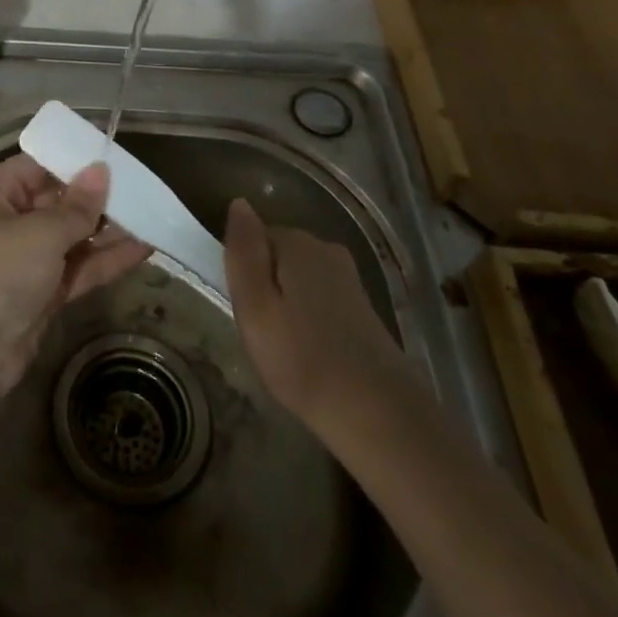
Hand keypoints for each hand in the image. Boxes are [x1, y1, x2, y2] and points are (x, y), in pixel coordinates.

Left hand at [0, 155, 152, 401]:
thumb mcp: (40, 233)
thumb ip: (77, 206)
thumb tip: (101, 170)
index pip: (38, 166)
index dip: (75, 162)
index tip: (117, 158)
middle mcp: (7, 220)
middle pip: (58, 201)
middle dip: (98, 197)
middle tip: (144, 189)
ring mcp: (25, 259)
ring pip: (73, 236)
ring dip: (109, 230)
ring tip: (153, 217)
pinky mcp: (42, 292)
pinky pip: (78, 267)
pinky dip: (106, 260)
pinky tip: (144, 248)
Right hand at [222, 198, 410, 435]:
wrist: (378, 414)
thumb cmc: (302, 359)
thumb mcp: (255, 306)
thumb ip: (243, 252)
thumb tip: (239, 203)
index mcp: (297, 243)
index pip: (253, 238)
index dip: (243, 273)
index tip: (244, 310)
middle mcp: (326, 250)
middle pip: (277, 256)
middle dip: (265, 286)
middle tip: (259, 332)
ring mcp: (349, 278)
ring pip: (298, 279)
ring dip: (286, 304)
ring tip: (283, 347)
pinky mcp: (363, 307)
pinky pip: (319, 299)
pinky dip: (308, 318)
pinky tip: (309, 350)